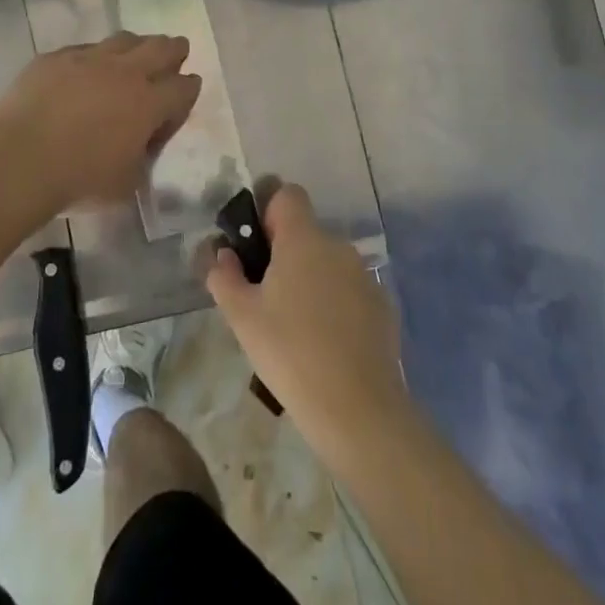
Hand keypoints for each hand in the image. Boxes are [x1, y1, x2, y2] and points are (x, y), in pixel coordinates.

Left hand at [0, 33, 201, 208]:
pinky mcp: (56, 57)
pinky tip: (86, 68)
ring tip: (135, 52)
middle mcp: (125, 72)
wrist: (19, 159)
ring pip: (124, 40)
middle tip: (176, 50)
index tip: (186, 92)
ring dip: (136, 45)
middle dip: (174, 50)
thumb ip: (142, 158)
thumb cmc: (78, 179)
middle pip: (161, 48)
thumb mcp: (126, 183)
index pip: (184, 87)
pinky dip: (94, 56)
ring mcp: (89, 58)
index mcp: (149, 104)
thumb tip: (141, 145)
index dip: (189, 89)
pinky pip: (84, 48)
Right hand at [206, 184, 406, 455]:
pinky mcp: (382, 306)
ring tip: (295, 325)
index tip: (255, 246)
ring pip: (328, 263)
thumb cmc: (290, 353)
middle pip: (306, 232)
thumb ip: (224, 276)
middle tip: (265, 295)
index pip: (287, 194)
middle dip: (285, 253)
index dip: (268, 210)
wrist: (358, 409)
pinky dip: (335, 304)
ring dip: (310, 279)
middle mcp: (338, 246)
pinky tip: (325, 343)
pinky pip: (349, 290)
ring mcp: (364, 276)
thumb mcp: (242, 316)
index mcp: (303, 239)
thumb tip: (222, 253)